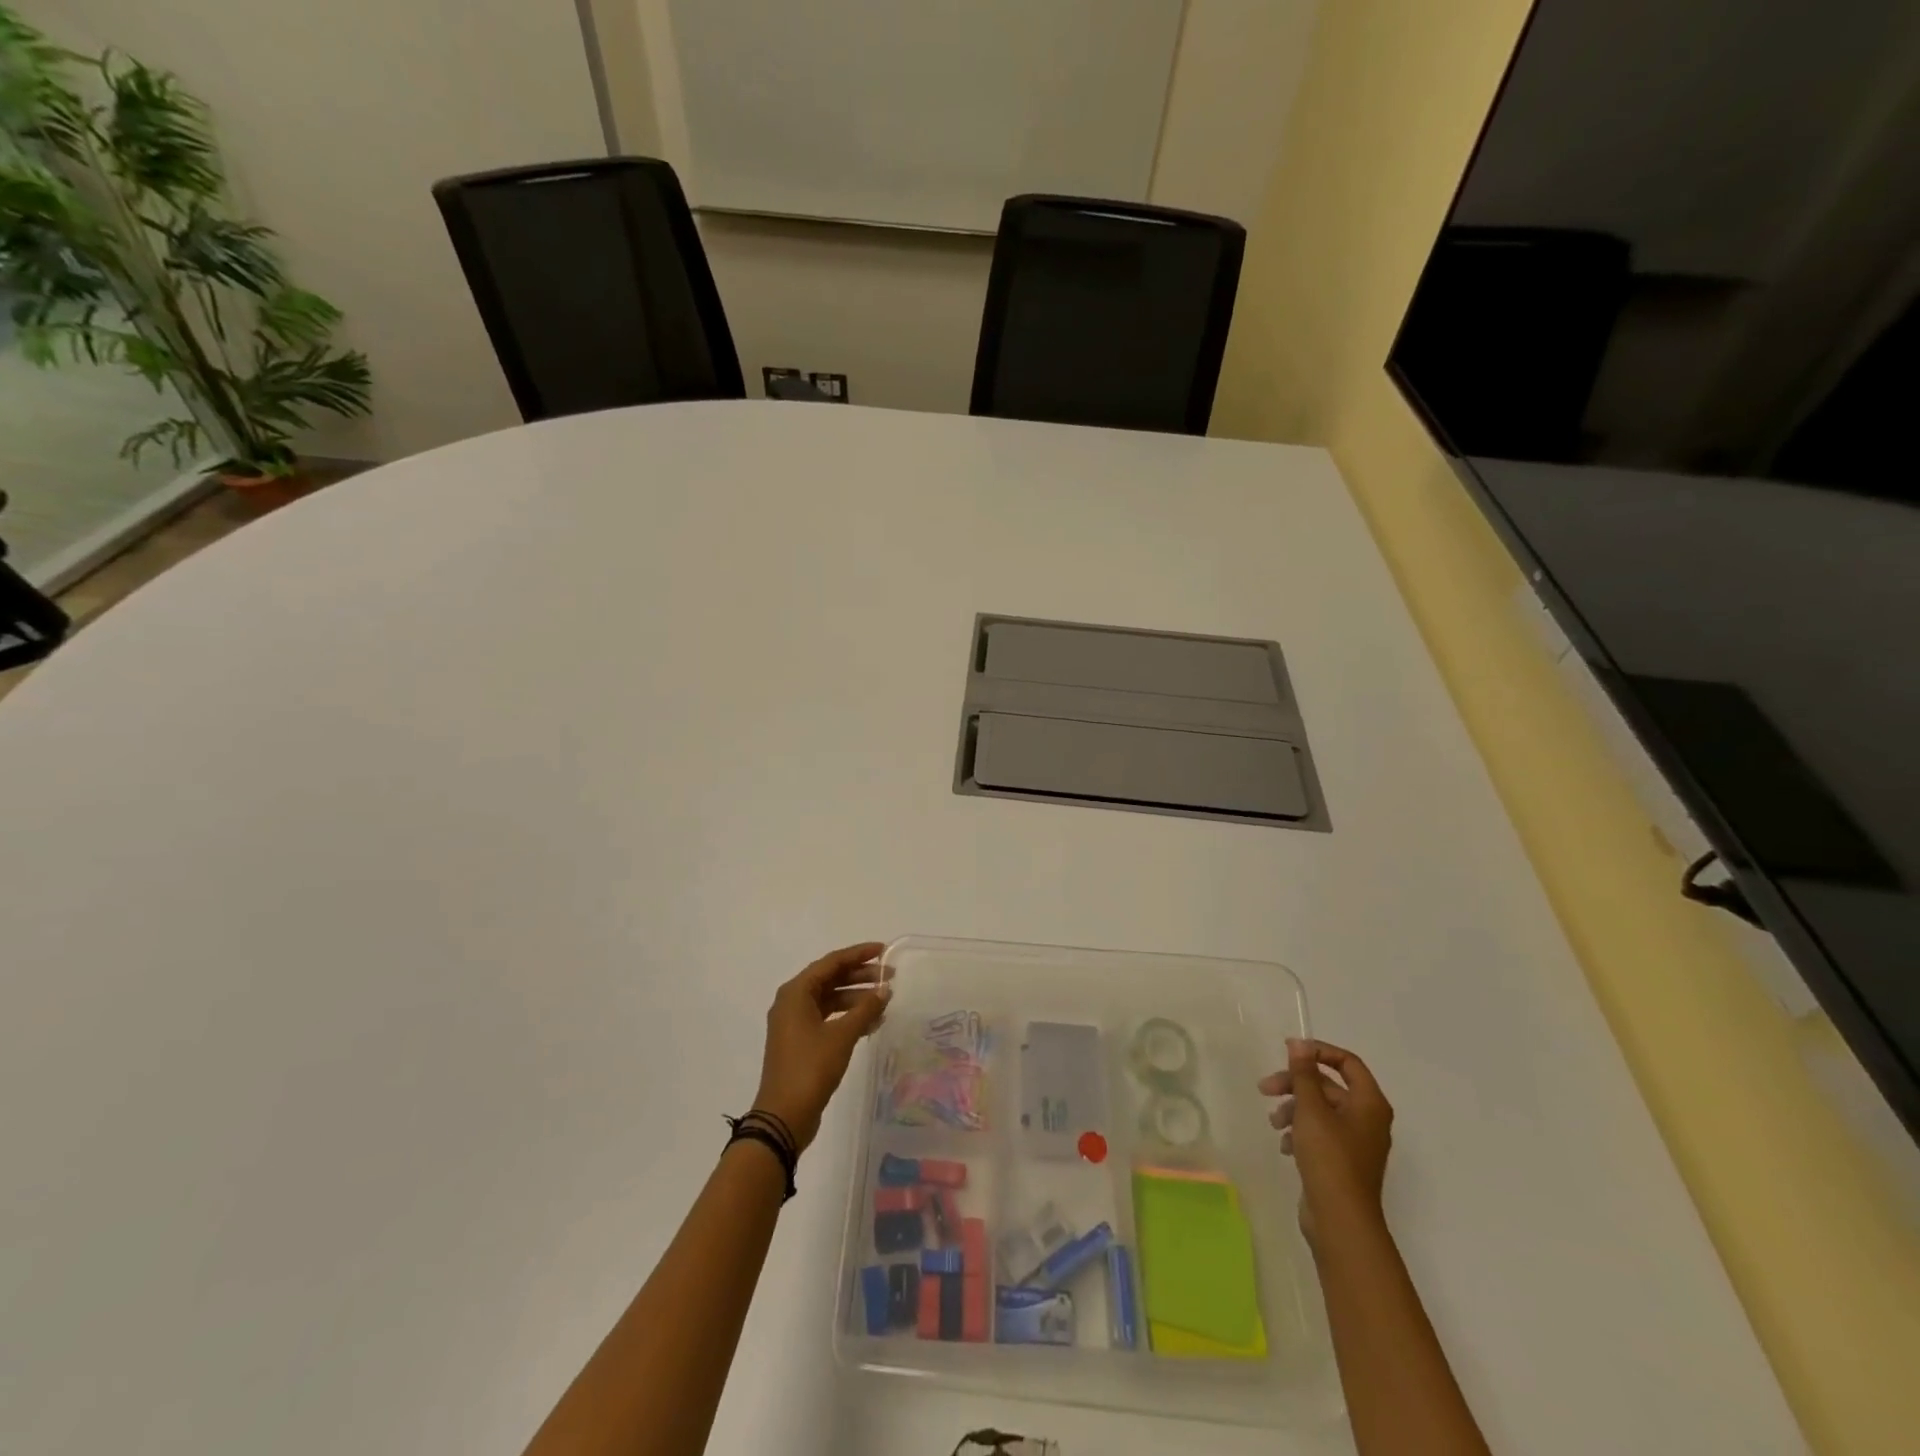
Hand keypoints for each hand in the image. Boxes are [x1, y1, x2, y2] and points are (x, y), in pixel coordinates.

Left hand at [752, 942, 892, 1150]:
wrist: (783, 1116)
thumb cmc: (810, 1068)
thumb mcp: (842, 1036)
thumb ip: (865, 1009)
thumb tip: (885, 990)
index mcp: (795, 992)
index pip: (831, 962)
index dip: (858, 954)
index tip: (884, 951)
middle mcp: (792, 1002)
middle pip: (830, 979)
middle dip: (860, 976)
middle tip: (890, 977)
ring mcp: (794, 1023)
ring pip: (830, 999)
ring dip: (856, 998)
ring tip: (885, 1002)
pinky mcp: (800, 1042)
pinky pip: (827, 1018)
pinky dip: (848, 1017)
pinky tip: (871, 1023)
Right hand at [1259, 1038, 1393, 1240]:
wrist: (1340, 1220)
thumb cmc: (1329, 1158)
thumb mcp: (1311, 1110)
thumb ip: (1304, 1074)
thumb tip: (1299, 1044)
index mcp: (1369, 1103)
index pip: (1347, 1062)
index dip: (1318, 1051)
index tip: (1288, 1051)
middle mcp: (1367, 1119)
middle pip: (1328, 1086)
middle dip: (1295, 1084)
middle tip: (1265, 1088)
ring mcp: (1355, 1142)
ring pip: (1320, 1110)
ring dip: (1294, 1109)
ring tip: (1273, 1122)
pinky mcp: (1342, 1161)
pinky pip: (1319, 1133)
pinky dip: (1300, 1132)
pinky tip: (1285, 1146)